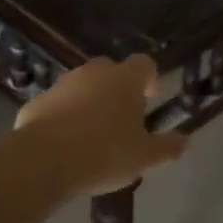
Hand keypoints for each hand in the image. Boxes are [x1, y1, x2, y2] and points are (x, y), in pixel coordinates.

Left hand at [15, 56, 187, 198]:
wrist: (43, 159)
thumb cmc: (104, 153)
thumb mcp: (144, 157)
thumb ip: (167, 146)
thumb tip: (184, 139)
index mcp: (125, 79)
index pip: (144, 63)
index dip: (150, 77)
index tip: (150, 96)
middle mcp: (94, 72)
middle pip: (111, 71)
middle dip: (117, 89)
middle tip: (122, 119)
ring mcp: (62, 83)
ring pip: (82, 86)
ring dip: (90, 102)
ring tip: (93, 135)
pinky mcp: (38, 100)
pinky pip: (58, 104)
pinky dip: (64, 116)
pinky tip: (65, 143)